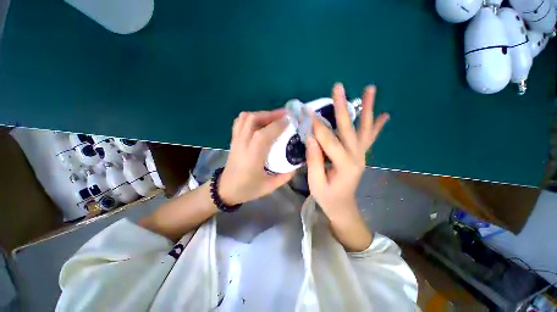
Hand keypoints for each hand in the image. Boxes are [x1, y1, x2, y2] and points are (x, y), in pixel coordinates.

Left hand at [219, 110, 294, 204]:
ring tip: (273, 118)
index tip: (289, 121)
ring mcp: (236, 140)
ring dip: (261, 114)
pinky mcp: (233, 139)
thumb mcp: (270, 186)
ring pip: (245, 118)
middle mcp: (242, 145)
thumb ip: (285, 175)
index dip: (276, 125)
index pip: (262, 135)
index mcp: (252, 158)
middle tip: (284, 115)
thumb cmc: (248, 189)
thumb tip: (297, 163)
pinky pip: (240, 121)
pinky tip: (260, 122)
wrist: (225, 190)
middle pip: (252, 120)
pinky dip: (251, 117)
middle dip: (270, 114)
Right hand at [306, 83, 388, 243]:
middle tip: (338, 87)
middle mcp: (357, 156)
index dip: (316, 125)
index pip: (328, 140)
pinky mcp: (361, 154)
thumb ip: (314, 160)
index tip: (306, 111)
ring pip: (364, 128)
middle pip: (348, 127)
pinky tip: (384, 115)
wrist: (343, 206)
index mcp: (344, 164)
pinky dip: (376, 125)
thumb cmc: (327, 197)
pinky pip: (369, 137)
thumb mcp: (316, 182)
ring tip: (370, 89)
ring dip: (367, 108)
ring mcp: (361, 154)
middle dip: (341, 106)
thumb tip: (311, 137)